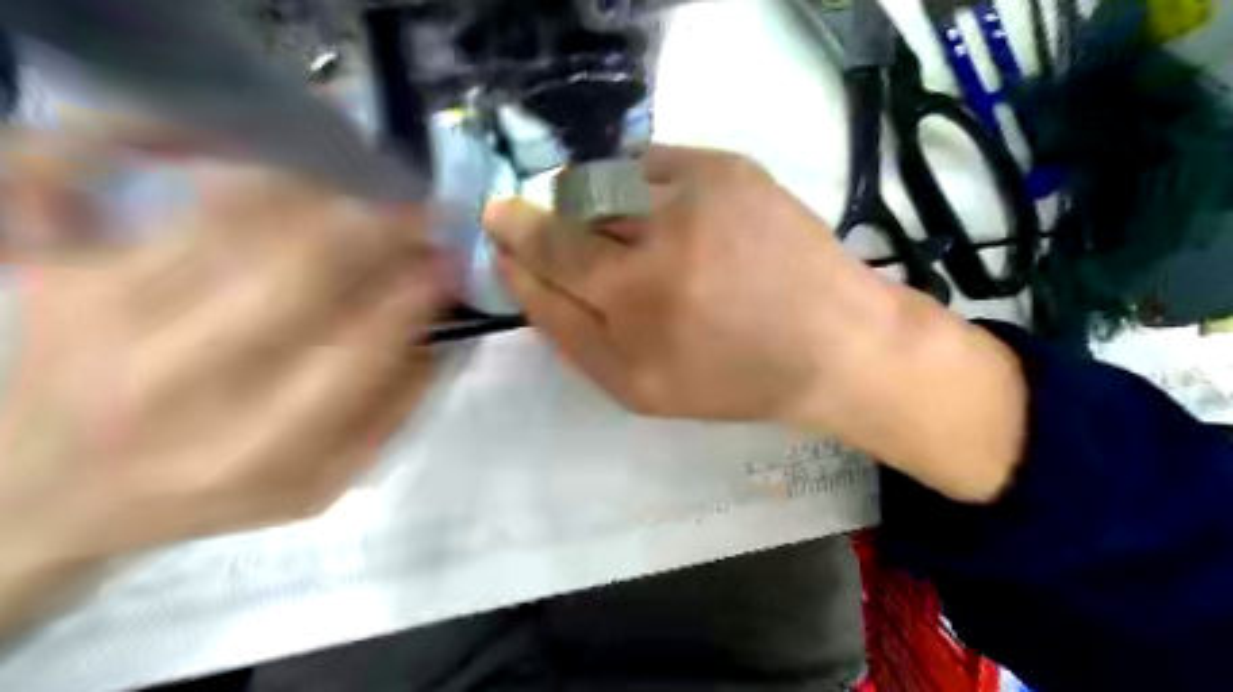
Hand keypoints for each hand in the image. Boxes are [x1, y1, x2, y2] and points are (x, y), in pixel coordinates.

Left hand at [1, 149, 446, 623]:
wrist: (48, 493)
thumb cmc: (207, 491)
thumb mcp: (320, 483)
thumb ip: (394, 414)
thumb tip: (442, 334)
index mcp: (256, 450)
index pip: (361, 348)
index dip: (416, 293)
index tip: (447, 263)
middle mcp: (176, 383)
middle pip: (301, 267)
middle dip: (380, 227)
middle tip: (418, 212)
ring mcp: (102, 318)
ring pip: (236, 214)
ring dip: (322, 194)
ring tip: (362, 195)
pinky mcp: (51, 271)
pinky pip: (118, 174)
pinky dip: (207, 157)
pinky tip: (271, 171)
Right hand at [486, 145, 1026, 501]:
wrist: (832, 344)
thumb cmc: (732, 379)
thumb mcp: (638, 389)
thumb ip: (569, 334)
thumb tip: (521, 273)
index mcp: (636, 308)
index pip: (548, 252)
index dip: (516, 236)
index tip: (500, 225)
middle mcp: (661, 245)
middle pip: (570, 211)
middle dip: (548, 219)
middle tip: (555, 232)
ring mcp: (698, 196)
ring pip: (607, 182)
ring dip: (596, 205)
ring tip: (624, 236)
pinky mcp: (728, 168)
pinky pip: (650, 163)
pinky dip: (637, 184)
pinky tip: (656, 213)